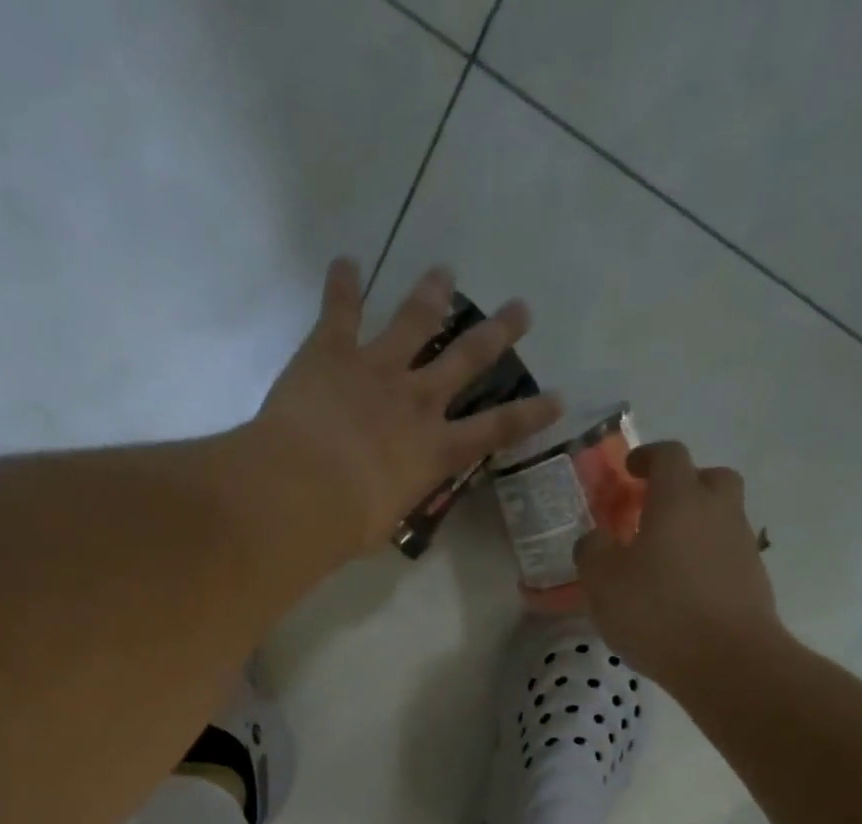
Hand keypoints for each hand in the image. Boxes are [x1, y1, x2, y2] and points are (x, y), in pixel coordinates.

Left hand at [249, 258, 562, 562]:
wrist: (303, 490)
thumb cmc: (347, 523)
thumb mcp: (385, 521)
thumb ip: (393, 498)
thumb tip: (384, 497)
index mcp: (435, 450)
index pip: (496, 430)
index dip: (530, 414)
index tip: (558, 397)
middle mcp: (416, 401)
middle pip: (467, 360)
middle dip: (497, 333)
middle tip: (520, 309)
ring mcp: (377, 369)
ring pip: (414, 321)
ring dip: (431, 294)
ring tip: (444, 273)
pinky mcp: (332, 352)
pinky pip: (341, 310)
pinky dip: (342, 285)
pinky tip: (345, 261)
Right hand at [576, 440, 783, 685]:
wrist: (727, 661)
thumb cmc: (657, 611)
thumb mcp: (602, 581)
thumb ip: (592, 551)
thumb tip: (596, 540)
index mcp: (679, 500)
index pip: (668, 455)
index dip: (647, 457)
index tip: (630, 470)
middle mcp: (718, 512)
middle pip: (709, 478)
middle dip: (683, 485)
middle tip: (654, 510)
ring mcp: (742, 545)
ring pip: (720, 518)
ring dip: (694, 526)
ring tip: (662, 559)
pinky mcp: (753, 580)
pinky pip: (725, 555)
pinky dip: (705, 561)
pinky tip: (682, 591)